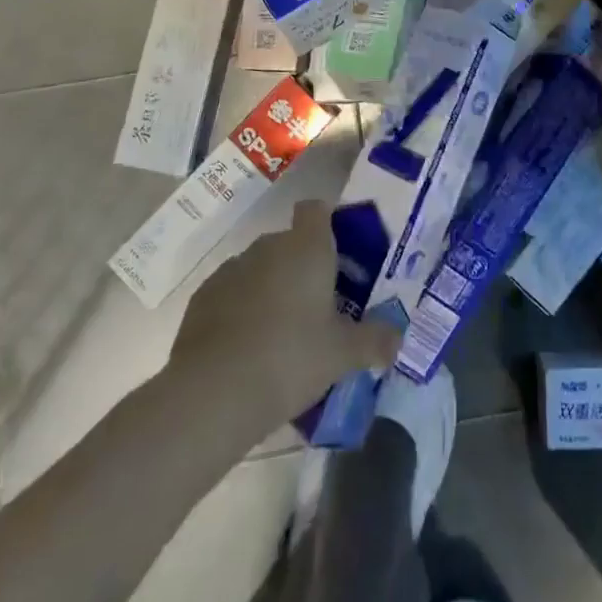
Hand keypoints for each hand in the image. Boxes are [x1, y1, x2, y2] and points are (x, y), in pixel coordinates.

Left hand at [171, 201, 402, 421]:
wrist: (212, 392)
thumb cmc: (290, 357)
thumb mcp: (343, 354)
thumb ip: (374, 341)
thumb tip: (398, 338)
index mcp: (307, 247)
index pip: (317, 209)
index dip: (328, 224)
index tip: (339, 255)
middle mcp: (269, 246)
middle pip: (291, 242)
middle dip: (303, 267)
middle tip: (320, 308)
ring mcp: (232, 268)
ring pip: (260, 268)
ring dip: (272, 288)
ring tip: (283, 334)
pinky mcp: (203, 296)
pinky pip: (232, 292)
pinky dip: (241, 309)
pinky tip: (248, 349)